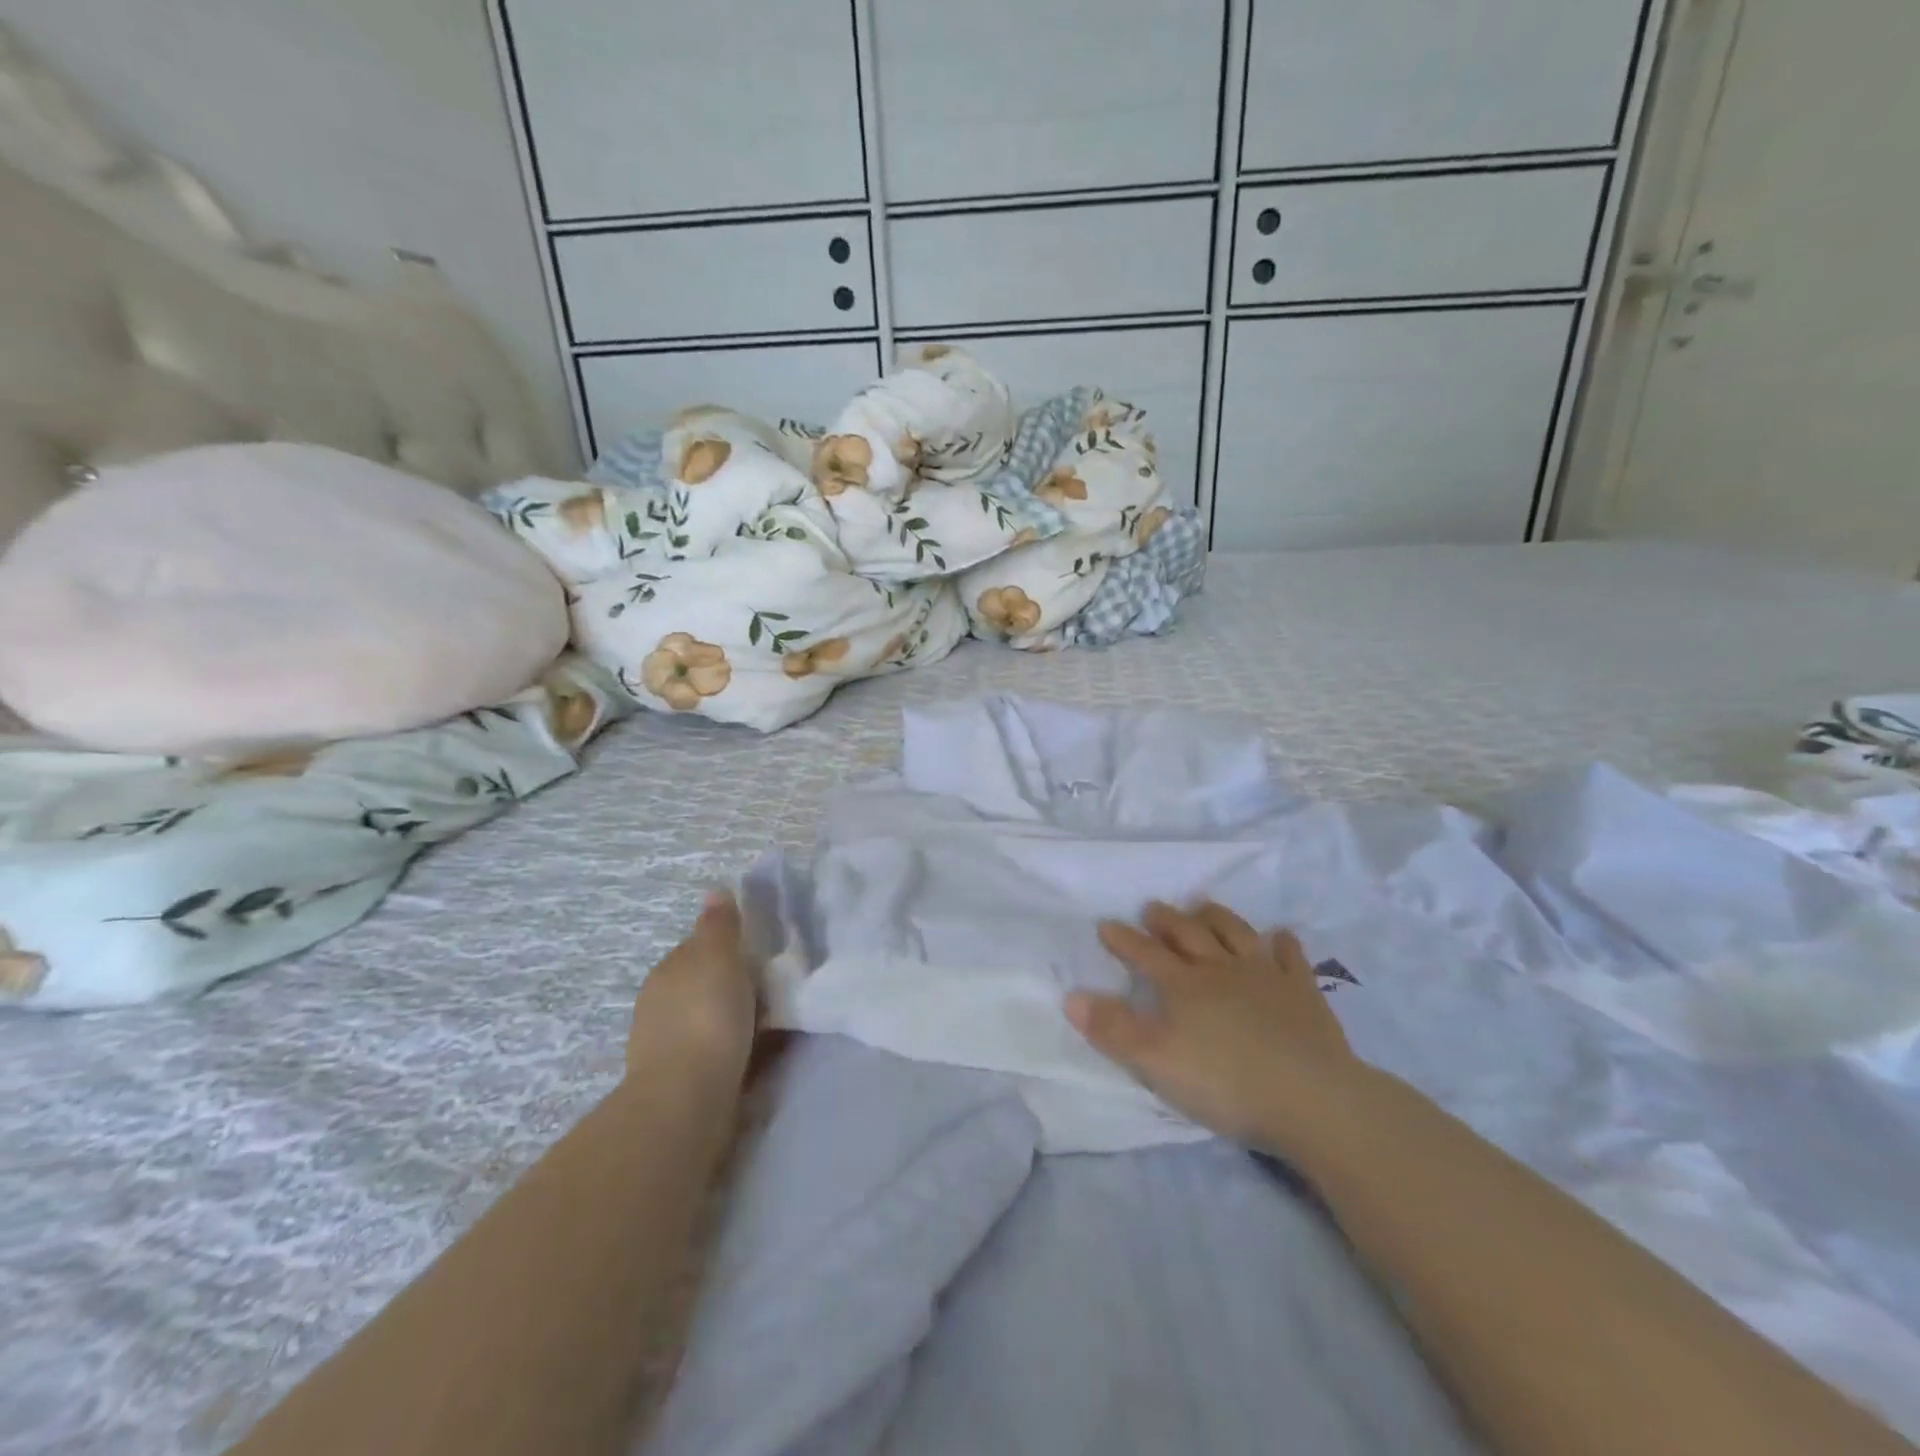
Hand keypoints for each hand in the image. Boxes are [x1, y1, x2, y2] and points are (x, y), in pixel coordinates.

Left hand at [627, 890, 757, 1085]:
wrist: (687, 1099)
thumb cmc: (707, 1016)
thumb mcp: (719, 956)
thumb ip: (719, 925)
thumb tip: (715, 890)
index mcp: (667, 971)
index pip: (698, 948)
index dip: (728, 948)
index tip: (758, 955)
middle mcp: (659, 1004)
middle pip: (701, 984)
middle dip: (728, 985)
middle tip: (769, 989)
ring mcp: (664, 1045)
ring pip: (705, 1018)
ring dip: (728, 1018)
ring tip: (767, 1023)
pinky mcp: (678, 1080)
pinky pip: (710, 1051)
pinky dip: (728, 1048)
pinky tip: (750, 1054)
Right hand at [1067, 901, 1364, 1149]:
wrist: (1312, 1098)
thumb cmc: (1226, 1083)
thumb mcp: (1155, 1062)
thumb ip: (1113, 1029)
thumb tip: (1071, 996)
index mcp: (1183, 986)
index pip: (1145, 954)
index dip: (1123, 939)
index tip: (1106, 924)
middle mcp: (1220, 969)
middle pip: (1188, 934)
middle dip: (1166, 920)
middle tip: (1152, 908)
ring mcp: (1265, 976)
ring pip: (1235, 933)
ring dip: (1215, 917)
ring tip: (1202, 906)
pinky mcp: (1303, 992)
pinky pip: (1291, 957)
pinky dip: (1282, 943)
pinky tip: (1280, 935)